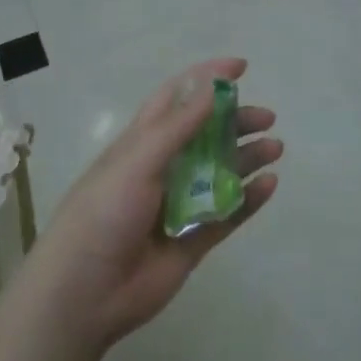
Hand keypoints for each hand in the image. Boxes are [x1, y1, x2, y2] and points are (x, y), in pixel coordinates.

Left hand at [25, 58, 280, 351]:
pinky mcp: (193, 240)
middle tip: (267, 118)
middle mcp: (162, 168)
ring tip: (275, 148)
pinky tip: (269, 185)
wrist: (85, 293)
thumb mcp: (137, 160)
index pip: (176, 98)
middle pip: (205, 135)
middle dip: (235, 121)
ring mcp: (179, 205)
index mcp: (141, 143)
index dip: (205, 79)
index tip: (240, 67)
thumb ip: (178, 126)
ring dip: (247, 157)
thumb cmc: (103, 213)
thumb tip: (213, 88)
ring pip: (221, 173)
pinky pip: (228, 214)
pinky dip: (250, 199)